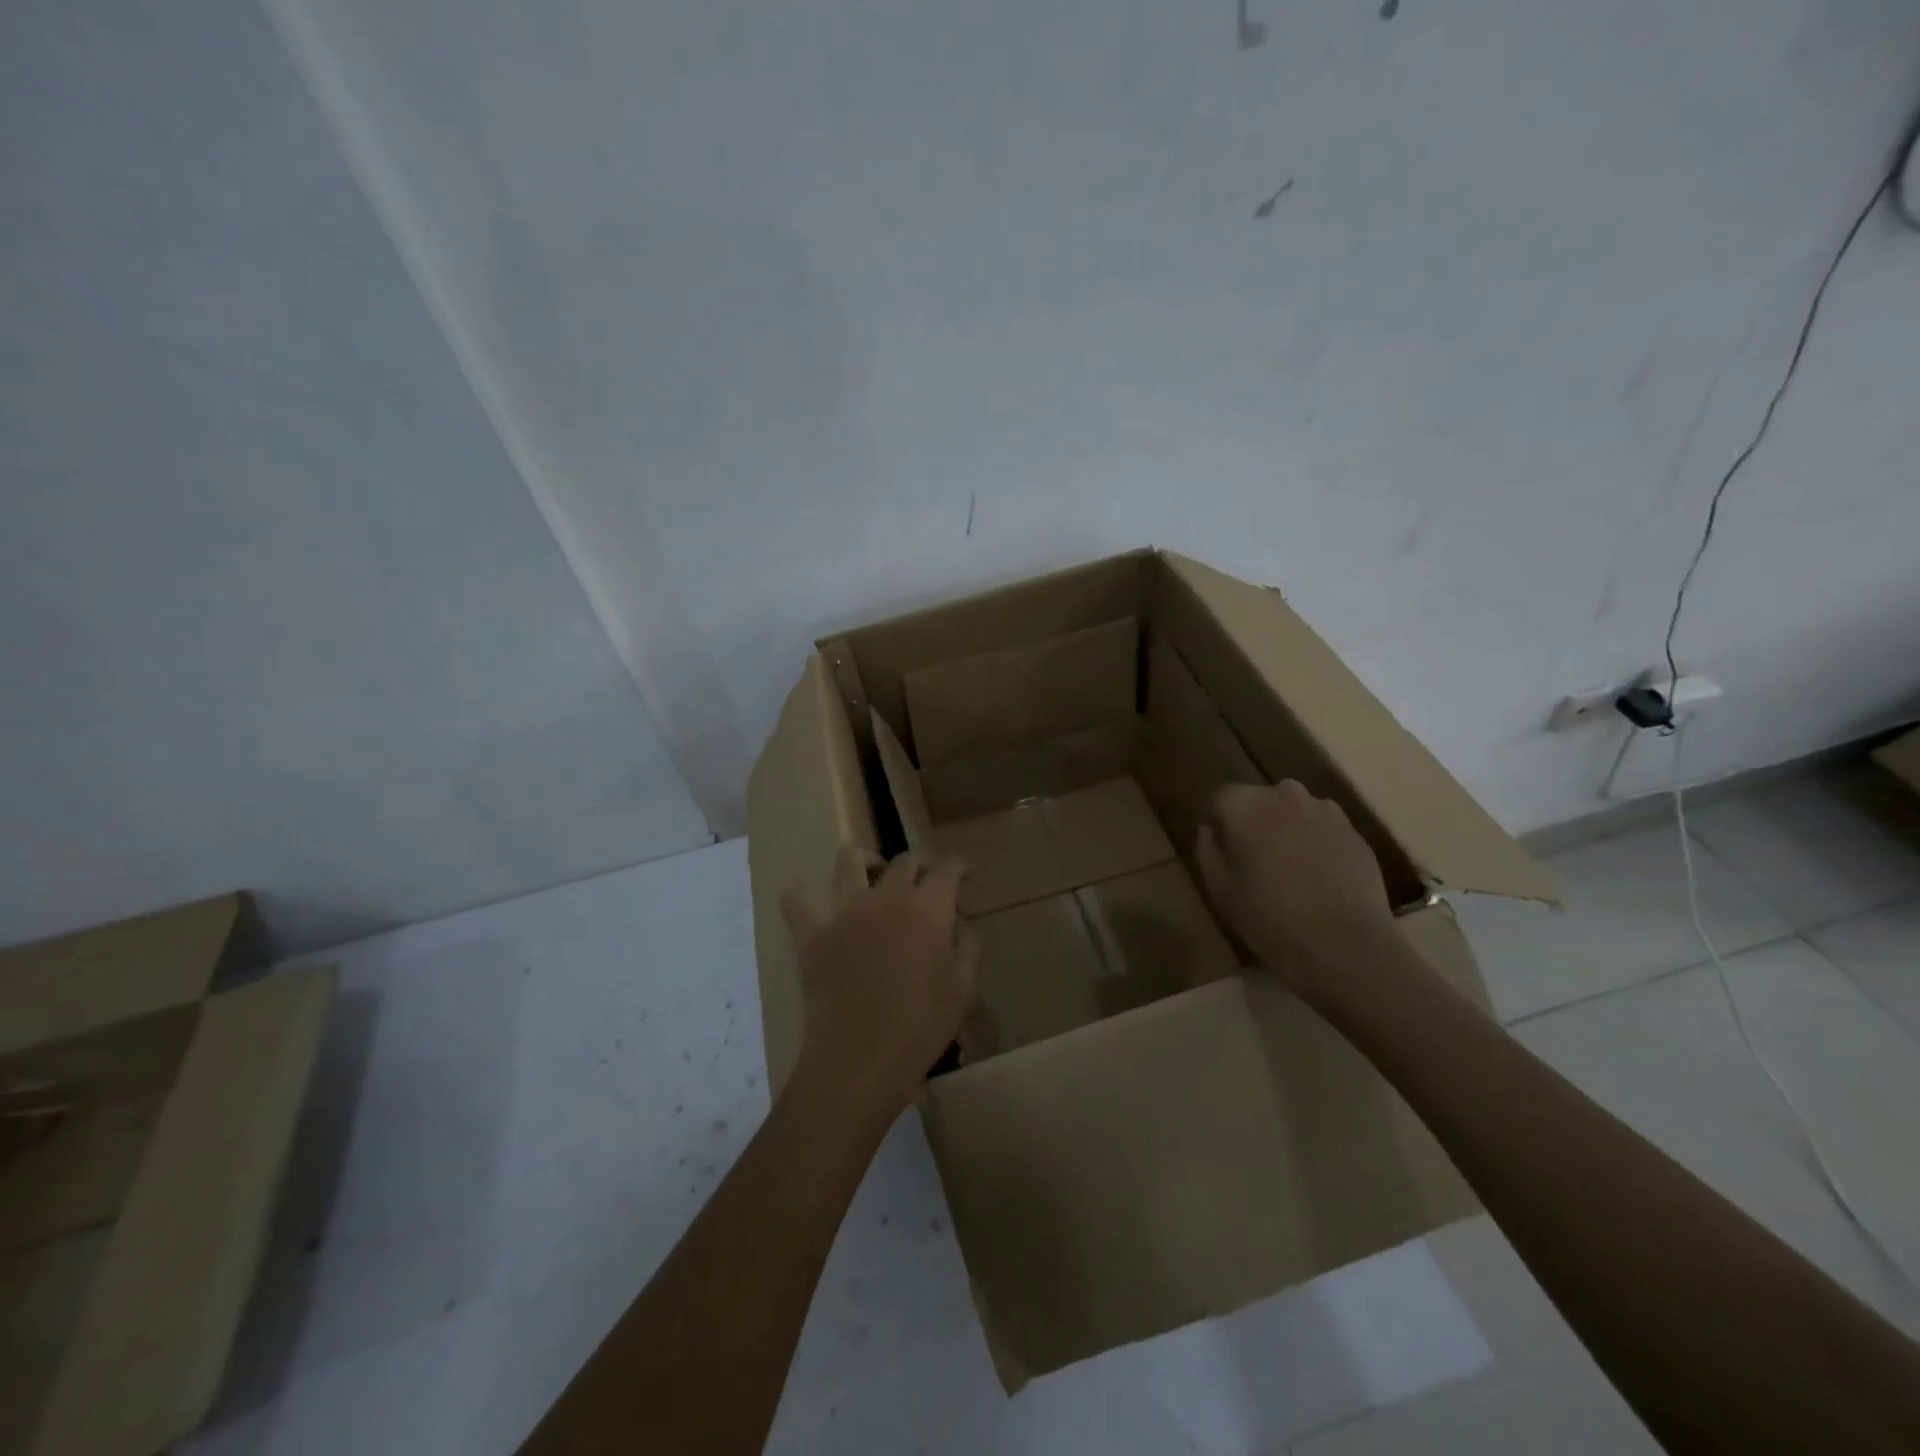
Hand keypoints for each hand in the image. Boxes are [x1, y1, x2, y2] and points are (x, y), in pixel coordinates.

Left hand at [781, 848, 977, 1116]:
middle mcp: (887, 897)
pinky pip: (796, 903)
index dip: (959, 867)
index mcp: (928, 908)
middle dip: (920, 865)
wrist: (862, 1059)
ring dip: (865, 861)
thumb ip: (967, 945)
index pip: (947, 869)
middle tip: (925, 882)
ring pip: (849, 862)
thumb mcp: (964, 987)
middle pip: (905, 861)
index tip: (964, 875)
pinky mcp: (813, 935)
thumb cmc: (922, 1025)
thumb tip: (958, 922)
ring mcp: (845, 912)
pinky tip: (800, 893)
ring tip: (872, 875)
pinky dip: (798, 895)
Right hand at [1195, 781, 1397, 994]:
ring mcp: (1326, 811)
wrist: (1345, 946)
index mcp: (1246, 804)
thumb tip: (1210, 829)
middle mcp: (1286, 795)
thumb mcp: (1219, 888)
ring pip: (1294, 813)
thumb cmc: (1268, 916)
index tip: (1221, 852)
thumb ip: (1207, 849)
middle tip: (1254, 862)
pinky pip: (1324, 830)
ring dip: (1287, 832)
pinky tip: (1318, 880)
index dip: (1218, 824)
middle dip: (1254, 823)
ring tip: (1290, 872)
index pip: (1221, 798)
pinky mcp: (1355, 832)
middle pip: (1260, 801)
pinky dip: (1317, 845)